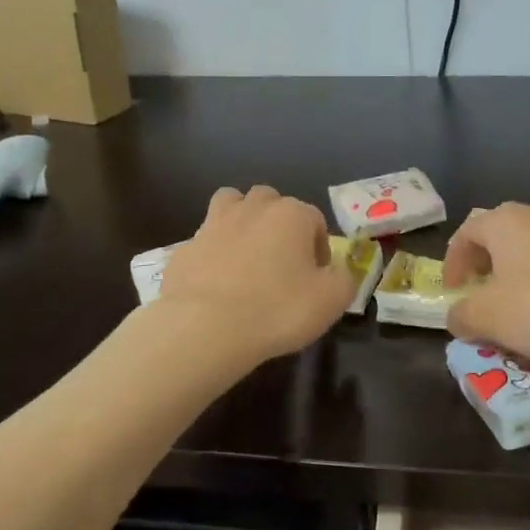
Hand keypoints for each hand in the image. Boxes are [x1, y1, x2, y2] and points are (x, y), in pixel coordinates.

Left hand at [157, 186, 355, 362]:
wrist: (205, 327)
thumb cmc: (277, 310)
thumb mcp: (331, 301)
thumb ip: (344, 279)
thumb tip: (337, 271)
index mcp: (291, 214)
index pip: (315, 220)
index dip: (319, 248)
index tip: (316, 278)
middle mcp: (252, 208)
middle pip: (271, 202)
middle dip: (279, 224)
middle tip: (282, 262)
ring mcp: (213, 224)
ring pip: (231, 205)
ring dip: (242, 221)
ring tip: (246, 256)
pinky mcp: (185, 247)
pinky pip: (205, 241)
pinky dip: (212, 254)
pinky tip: (215, 283)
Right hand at [444, 202, 529, 362]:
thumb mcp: (488, 319)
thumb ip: (462, 315)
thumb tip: (458, 316)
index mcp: (506, 221)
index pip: (466, 233)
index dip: (454, 262)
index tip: (453, 290)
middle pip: (503, 233)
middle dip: (489, 261)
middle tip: (485, 289)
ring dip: (524, 267)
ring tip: (526, 299)